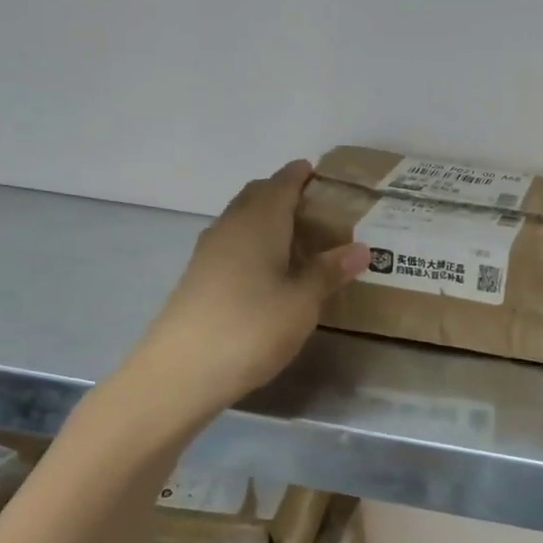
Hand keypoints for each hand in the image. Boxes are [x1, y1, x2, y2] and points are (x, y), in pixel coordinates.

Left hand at [122, 161, 368, 414]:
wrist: (181, 371)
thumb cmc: (252, 328)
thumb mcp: (302, 302)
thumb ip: (328, 272)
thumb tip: (361, 248)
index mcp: (259, 223)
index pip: (281, 185)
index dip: (299, 175)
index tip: (317, 171)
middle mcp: (231, 228)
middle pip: (255, 196)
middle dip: (281, 193)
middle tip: (314, 205)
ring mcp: (209, 253)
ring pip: (241, 220)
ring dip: (265, 218)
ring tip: (296, 236)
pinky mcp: (199, 278)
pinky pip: (232, 244)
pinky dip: (253, 242)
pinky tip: (268, 269)